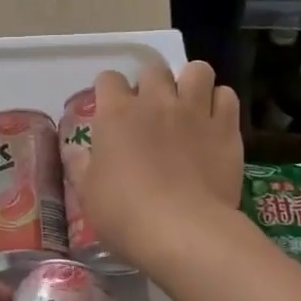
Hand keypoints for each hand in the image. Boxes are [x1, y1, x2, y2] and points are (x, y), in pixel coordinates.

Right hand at [80, 57, 243, 274]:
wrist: (184, 231)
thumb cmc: (126, 213)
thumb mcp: (89, 193)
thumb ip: (80, 165)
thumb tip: (73, 150)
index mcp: (117, 114)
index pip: (108, 79)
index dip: (108, 91)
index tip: (109, 109)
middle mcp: (156, 101)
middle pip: (153, 68)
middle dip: (150, 82)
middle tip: (150, 109)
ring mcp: (195, 111)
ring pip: (197, 70)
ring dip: (190, 83)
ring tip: (188, 105)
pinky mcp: (226, 128)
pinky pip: (226, 96)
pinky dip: (220, 103)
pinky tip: (214, 122)